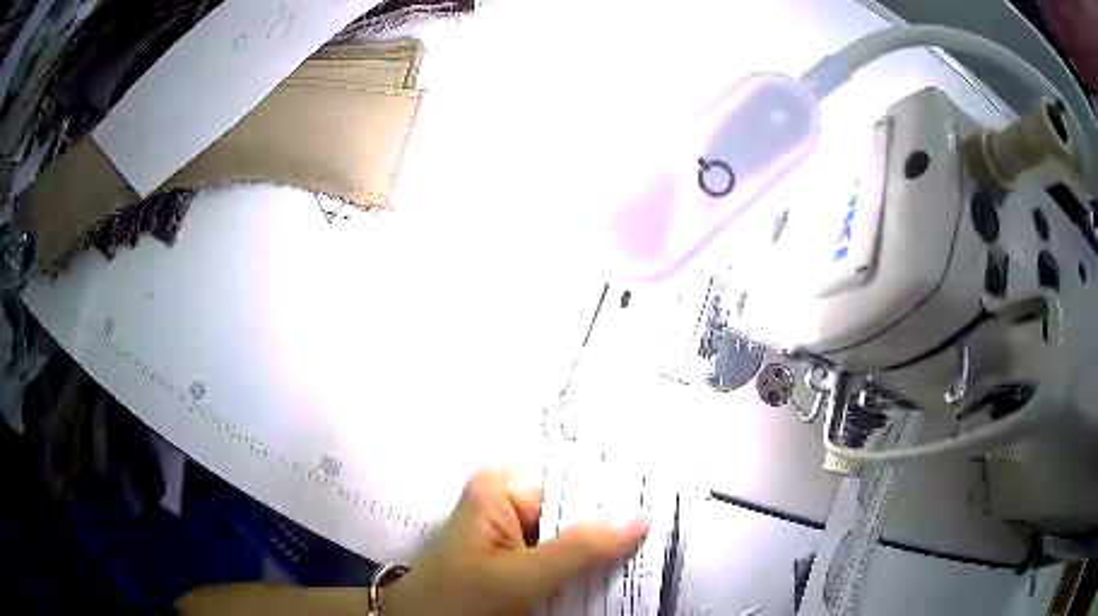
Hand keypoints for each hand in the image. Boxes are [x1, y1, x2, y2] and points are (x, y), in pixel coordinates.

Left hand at [384, 468, 650, 615]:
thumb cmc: (458, 600)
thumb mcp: (520, 578)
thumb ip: (580, 548)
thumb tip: (641, 516)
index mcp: (503, 487)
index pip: (576, 483)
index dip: (618, 501)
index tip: (661, 514)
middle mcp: (510, 501)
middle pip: (578, 511)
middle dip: (614, 531)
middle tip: (659, 545)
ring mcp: (515, 531)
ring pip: (575, 538)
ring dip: (604, 555)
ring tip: (646, 562)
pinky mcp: (518, 558)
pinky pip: (563, 559)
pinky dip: (584, 571)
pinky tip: (610, 579)